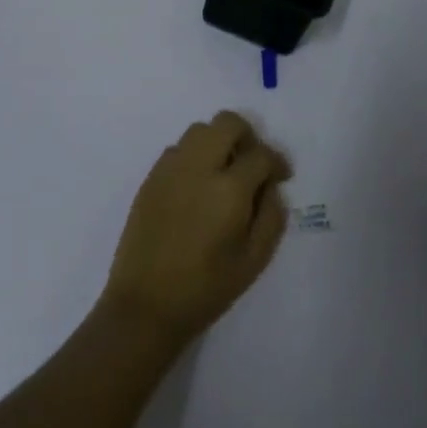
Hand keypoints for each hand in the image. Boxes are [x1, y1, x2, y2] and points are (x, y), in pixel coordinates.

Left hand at [100, 111, 291, 346]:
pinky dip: (194, 156)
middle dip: (247, 136)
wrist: (145, 305)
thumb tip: (271, 188)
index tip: (281, 177)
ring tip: (224, 173)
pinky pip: (177, 150)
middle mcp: (198, 168)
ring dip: (218, 142)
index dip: (277, 162)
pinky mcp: (150, 178)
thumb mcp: (254, 261)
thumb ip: (271, 217)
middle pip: (227, 123)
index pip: (260, 154)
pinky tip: (197, 186)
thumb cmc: (206, 289)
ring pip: (199, 130)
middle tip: (252, 164)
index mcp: (228, 189)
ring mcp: (169, 169)